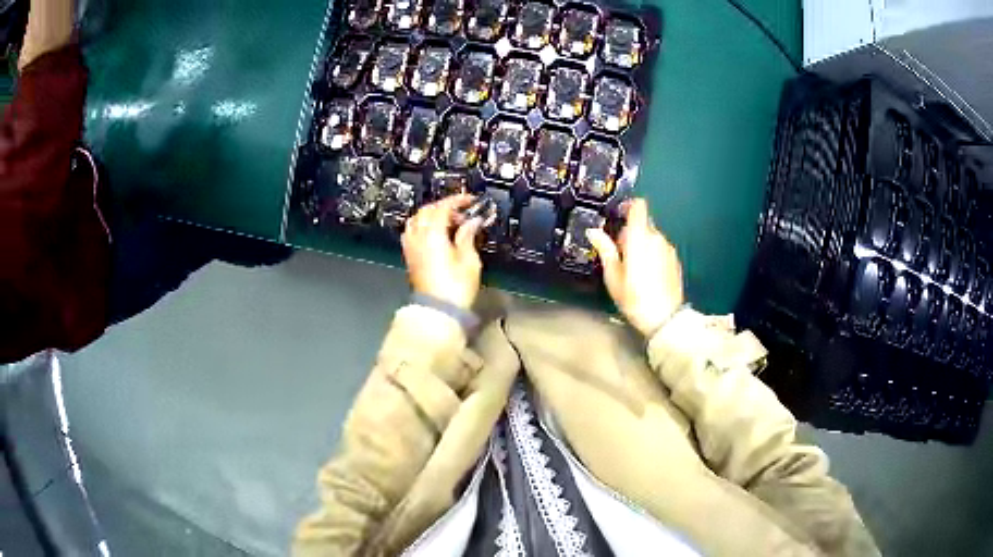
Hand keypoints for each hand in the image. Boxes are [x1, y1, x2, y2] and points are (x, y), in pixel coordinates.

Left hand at [401, 194, 482, 309]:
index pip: (442, 207)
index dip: (456, 200)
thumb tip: (472, 222)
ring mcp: (411, 248)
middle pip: (427, 211)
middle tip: (462, 211)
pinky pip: (412, 233)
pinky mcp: (410, 258)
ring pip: (417, 220)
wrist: (437, 312)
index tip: (469, 199)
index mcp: (433, 234)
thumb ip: (468, 236)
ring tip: (448, 221)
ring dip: (431, 216)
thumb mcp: (469, 261)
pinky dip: (423, 227)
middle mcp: (418, 238)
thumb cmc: (455, 289)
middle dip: (444, 206)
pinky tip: (434, 234)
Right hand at [586, 198, 684, 336]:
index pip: (638, 207)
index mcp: (640, 237)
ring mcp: (668, 249)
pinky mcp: (675, 260)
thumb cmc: (634, 297)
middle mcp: (657, 238)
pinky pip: (660, 249)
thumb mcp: (613, 275)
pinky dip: (652, 254)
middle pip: (643, 224)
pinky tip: (647, 274)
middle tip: (620, 252)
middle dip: (631, 233)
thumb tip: (593, 231)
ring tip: (633, 267)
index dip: (628, 206)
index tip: (618, 215)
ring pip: (652, 238)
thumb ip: (605, 249)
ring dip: (642, 244)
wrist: (664, 318)